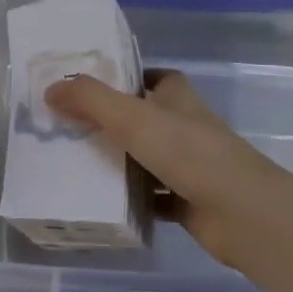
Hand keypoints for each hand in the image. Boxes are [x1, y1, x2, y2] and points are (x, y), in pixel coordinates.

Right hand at [44, 70, 292, 268]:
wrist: (242, 214)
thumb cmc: (189, 153)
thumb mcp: (133, 117)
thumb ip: (91, 100)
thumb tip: (50, 87)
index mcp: (178, 98)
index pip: (155, 78)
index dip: (129, 78)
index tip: (93, 85)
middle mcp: (185, 128)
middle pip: (145, 118)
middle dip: (113, 123)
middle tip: (69, 127)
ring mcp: (189, 166)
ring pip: (147, 158)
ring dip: (119, 161)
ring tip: (74, 164)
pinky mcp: (188, 202)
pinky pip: (153, 197)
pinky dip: (132, 200)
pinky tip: (102, 204)